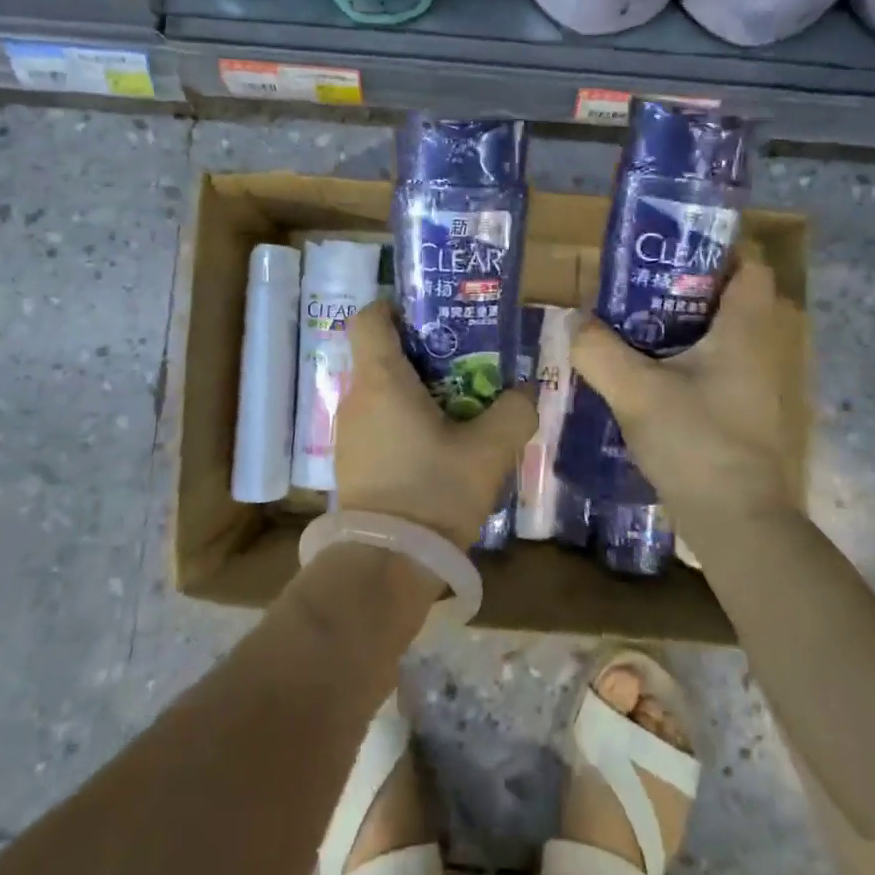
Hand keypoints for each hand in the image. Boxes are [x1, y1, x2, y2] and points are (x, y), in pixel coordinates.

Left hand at [334, 302, 538, 549]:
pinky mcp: (352, 464)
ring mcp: (348, 434)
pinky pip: (378, 424)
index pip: (369, 317)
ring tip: (458, 408)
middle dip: (421, 353)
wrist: (385, 567)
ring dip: (415, 392)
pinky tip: (438, 448)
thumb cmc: (433, 493)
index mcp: (381, 381)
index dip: (395, 307)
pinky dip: (404, 422)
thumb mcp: (489, 451)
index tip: (430, 317)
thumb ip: (514, 412)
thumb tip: (525, 392)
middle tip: (464, 364)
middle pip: (381, 355)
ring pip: (381, 393)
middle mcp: (356, 399)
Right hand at [570, 249, 803, 522]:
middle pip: (724, 299)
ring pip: (712, 337)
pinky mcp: (736, 413)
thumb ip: (598, 351)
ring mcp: (749, 385)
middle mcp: (755, 350)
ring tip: (626, 325)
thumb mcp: (637, 392)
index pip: (749, 267)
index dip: (715, 250)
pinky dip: (677, 361)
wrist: (735, 522)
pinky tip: (639, 373)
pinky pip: (706, 368)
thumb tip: (573, 321)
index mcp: (743, 330)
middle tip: (632, 287)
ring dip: (675, 327)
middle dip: (679, 288)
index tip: (668, 250)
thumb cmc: (697, 443)